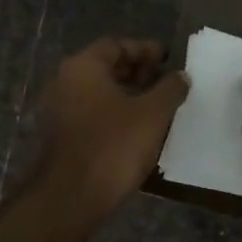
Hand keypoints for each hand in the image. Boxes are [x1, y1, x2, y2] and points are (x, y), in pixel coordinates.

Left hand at [36, 38, 188, 225]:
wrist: (72, 196)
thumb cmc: (114, 146)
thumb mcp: (152, 114)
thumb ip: (170, 89)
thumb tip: (181, 75)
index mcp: (83, 67)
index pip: (116, 44)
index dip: (145, 49)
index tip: (170, 59)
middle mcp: (65, 82)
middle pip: (106, 66)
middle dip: (138, 71)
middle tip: (167, 81)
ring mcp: (60, 110)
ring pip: (100, 92)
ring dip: (129, 94)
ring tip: (159, 105)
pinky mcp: (63, 135)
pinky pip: (93, 113)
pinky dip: (116, 113)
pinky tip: (140, 128)